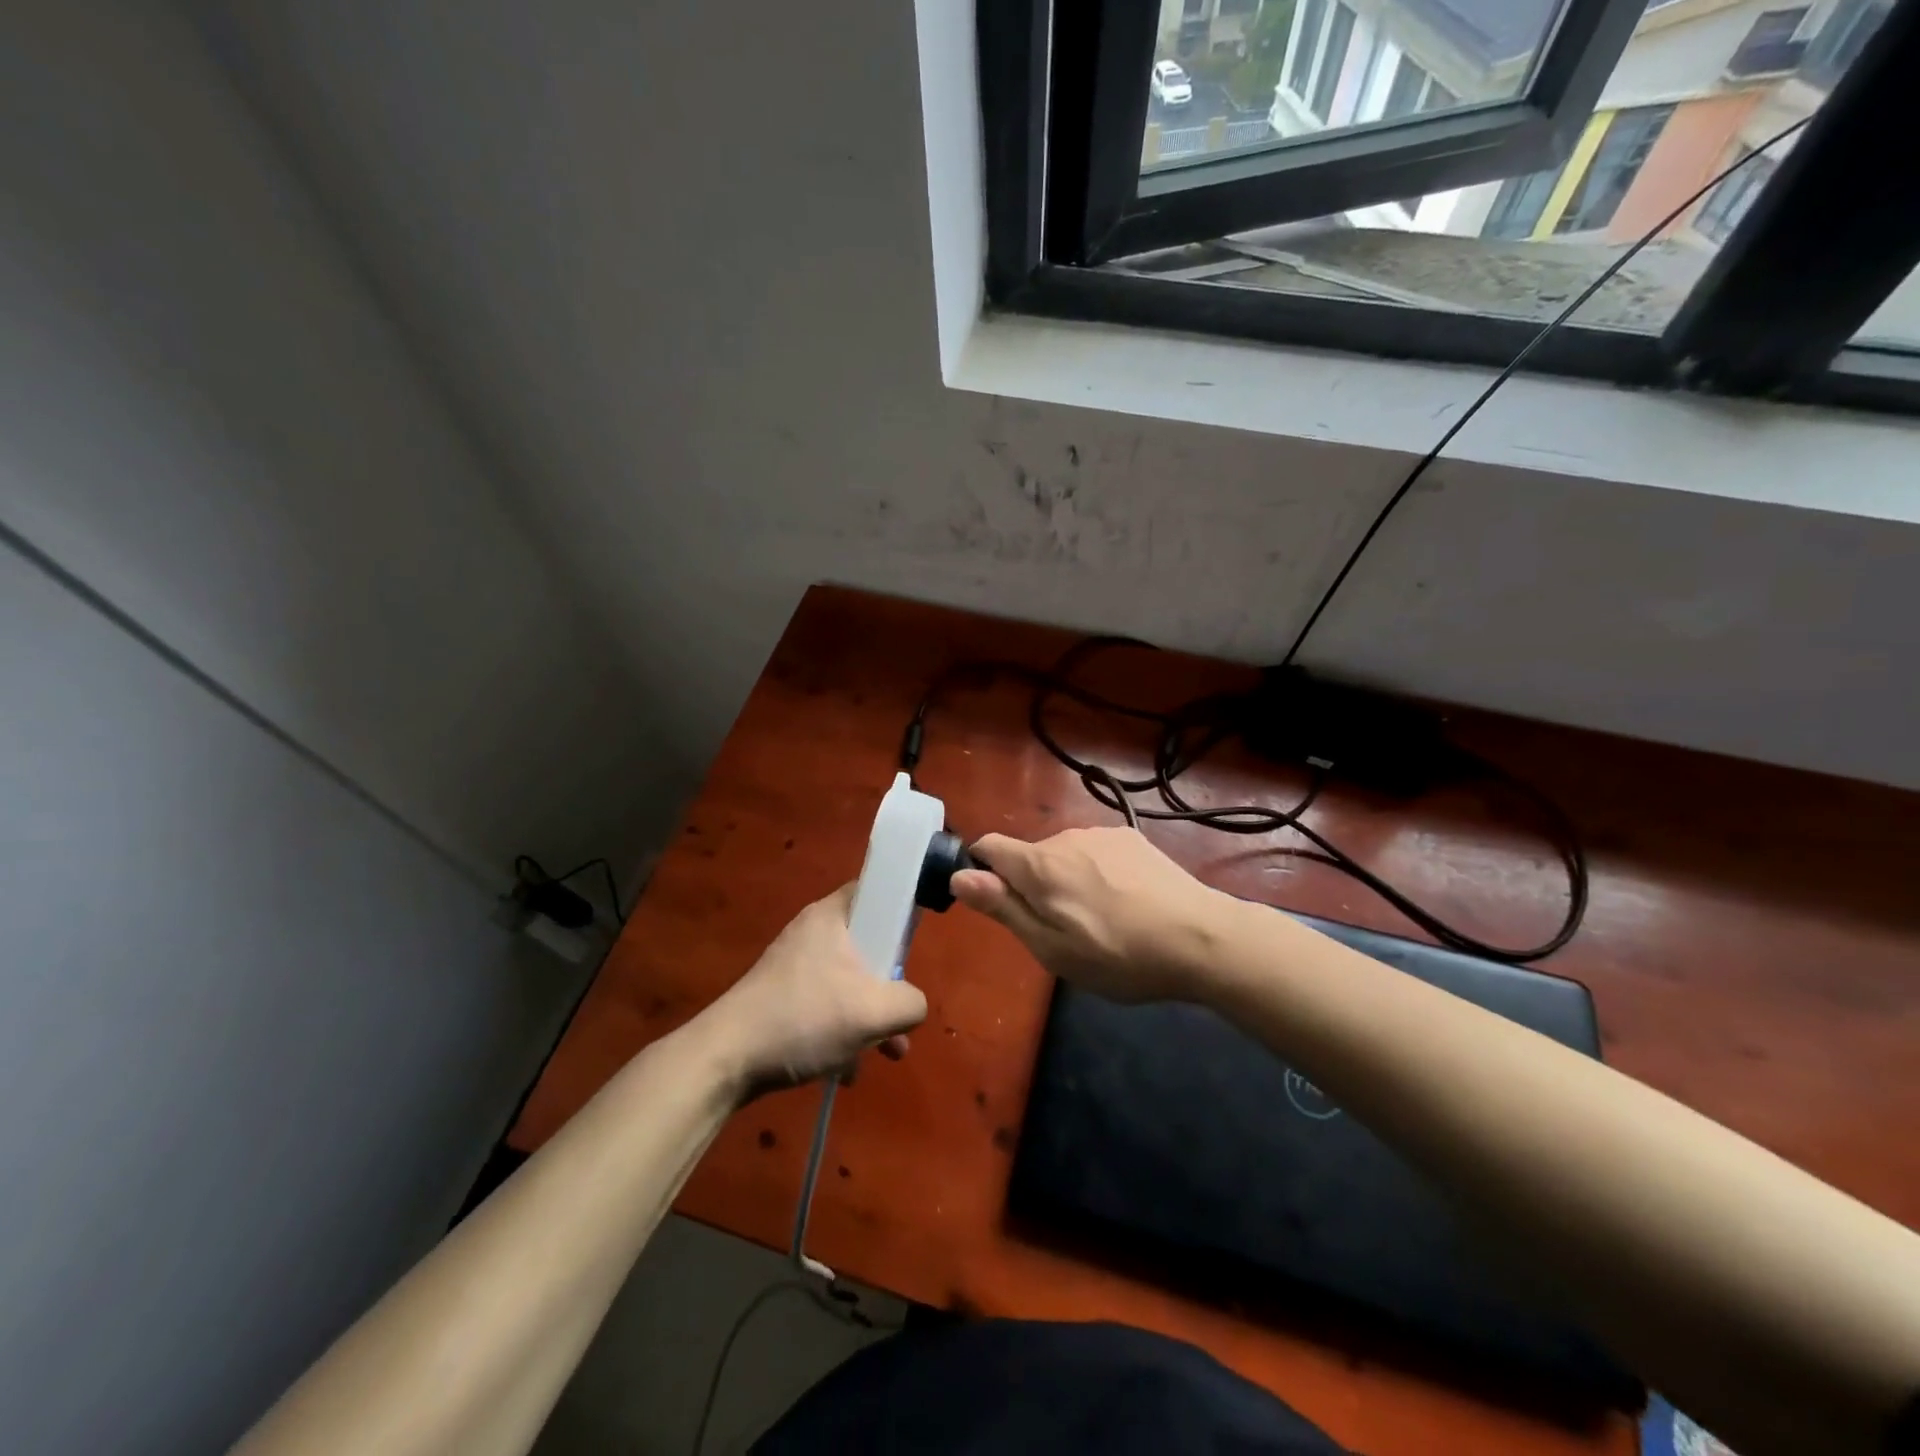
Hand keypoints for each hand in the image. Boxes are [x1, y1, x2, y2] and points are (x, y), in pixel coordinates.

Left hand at [707, 884, 927, 1098]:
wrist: (725, 1059)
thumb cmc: (804, 1019)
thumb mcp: (873, 1012)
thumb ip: (910, 1002)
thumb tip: (913, 1004)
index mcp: (832, 916)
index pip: (876, 889)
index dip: (902, 910)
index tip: (915, 945)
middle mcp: (813, 932)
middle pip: (869, 944)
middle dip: (890, 987)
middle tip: (901, 1015)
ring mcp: (795, 966)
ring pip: (850, 981)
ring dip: (870, 1018)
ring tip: (884, 1056)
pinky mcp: (783, 997)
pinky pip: (827, 1005)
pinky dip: (842, 1032)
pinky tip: (844, 1070)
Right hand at [951, 828, 1226, 1002]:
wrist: (1202, 938)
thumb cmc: (1118, 955)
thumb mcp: (1051, 947)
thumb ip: (1003, 907)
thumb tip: (959, 876)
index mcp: (1039, 864)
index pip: (988, 846)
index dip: (981, 871)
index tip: (1000, 905)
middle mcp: (1066, 837)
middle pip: (1029, 856)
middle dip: (1031, 886)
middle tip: (1061, 932)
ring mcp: (1103, 834)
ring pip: (1064, 855)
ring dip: (1066, 880)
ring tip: (1100, 921)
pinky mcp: (1133, 838)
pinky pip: (1096, 852)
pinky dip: (1097, 873)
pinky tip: (1127, 903)